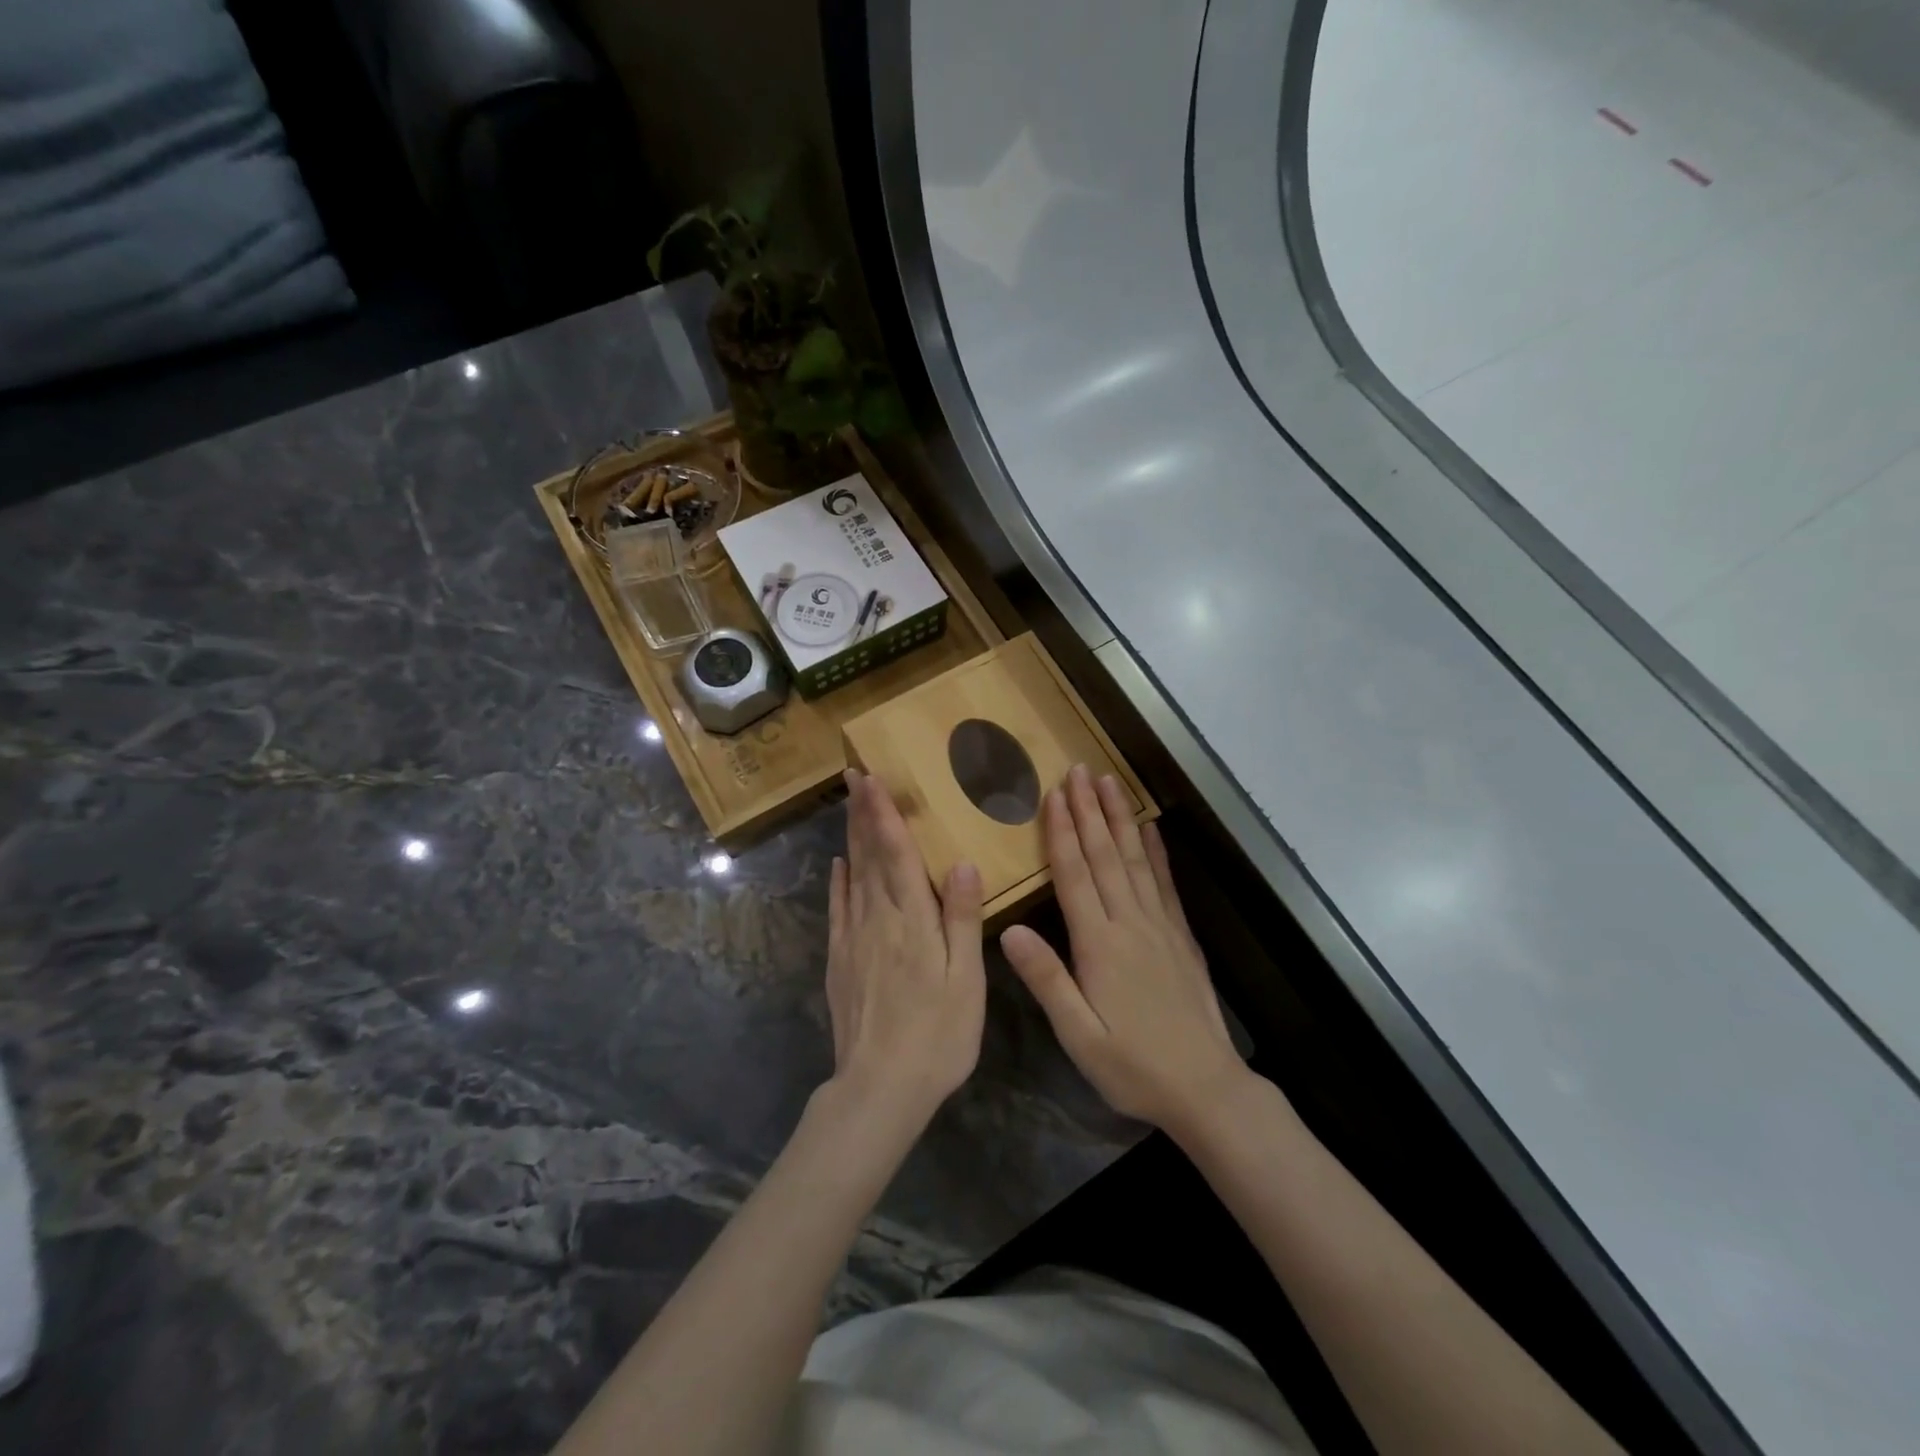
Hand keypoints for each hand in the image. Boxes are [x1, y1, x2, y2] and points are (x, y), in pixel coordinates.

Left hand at [825, 769, 986, 1124]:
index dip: (883, 813)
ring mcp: (853, 939)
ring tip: (849, 806)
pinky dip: (838, 882)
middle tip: (852, 775)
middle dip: (862, 813)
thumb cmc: (938, 1034)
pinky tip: (838, 865)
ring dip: (851, 837)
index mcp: (913, 920)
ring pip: (852, 876)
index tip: (871, 778)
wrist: (879, 1087)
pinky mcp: (839, 960)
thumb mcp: (965, 980)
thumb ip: (963, 919)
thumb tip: (963, 863)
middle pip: (869, 856)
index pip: (896, 853)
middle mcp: (878, 919)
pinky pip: (837, 909)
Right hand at [1001, 765, 1243, 1132]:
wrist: (1205, 1087)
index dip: (1062, 831)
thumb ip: (1046, 979)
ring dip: (1119, 818)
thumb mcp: (1078, 1035)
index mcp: (1099, 944)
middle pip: (1104, 855)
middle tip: (1079, 769)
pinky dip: (1156, 851)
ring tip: (1110, 782)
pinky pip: (1165, 883)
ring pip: (1135, 859)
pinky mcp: (1181, 935)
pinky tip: (1149, 828)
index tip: (1053, 793)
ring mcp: (1160, 926)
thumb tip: (1008, 930)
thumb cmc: (1133, 1066)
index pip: (1075, 874)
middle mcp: (1130, 923)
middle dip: (1089, 809)